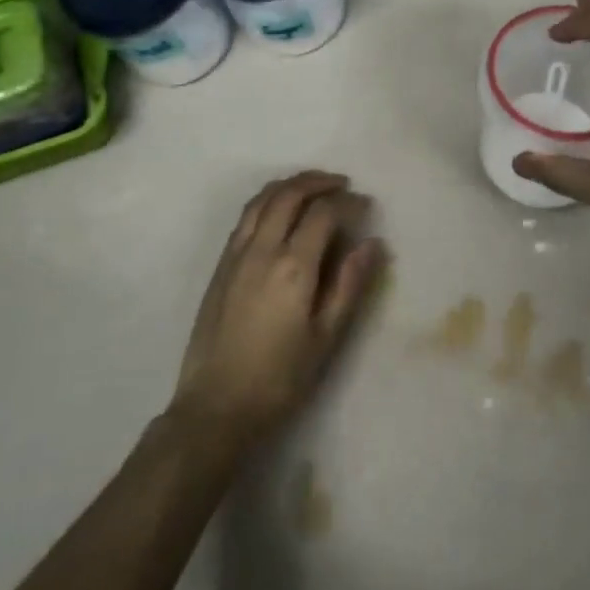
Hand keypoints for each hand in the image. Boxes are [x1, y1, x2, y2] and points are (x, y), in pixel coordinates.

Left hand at [171, 171, 385, 446]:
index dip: (348, 202)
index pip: (323, 213)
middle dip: (318, 182)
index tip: (366, 205)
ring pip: (262, 200)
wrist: (216, 407)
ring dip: (290, 185)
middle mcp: (262, 250)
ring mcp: (236, 255)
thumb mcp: (326, 337)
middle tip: (342, 185)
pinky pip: (245, 217)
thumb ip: (350, 285)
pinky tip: (279, 212)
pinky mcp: (220, 267)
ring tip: (312, 187)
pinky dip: (267, 201)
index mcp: (293, 267)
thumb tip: (373, 243)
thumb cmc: (280, 379)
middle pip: (289, 195)